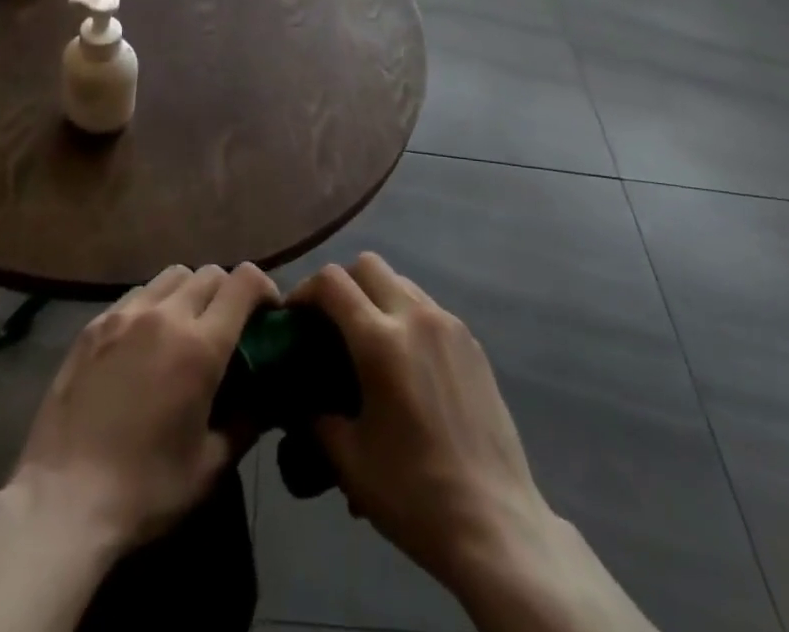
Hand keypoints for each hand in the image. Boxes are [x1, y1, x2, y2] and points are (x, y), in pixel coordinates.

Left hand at [10, 261, 278, 554]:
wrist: (62, 501)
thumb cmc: (144, 490)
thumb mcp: (210, 467)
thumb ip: (247, 422)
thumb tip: (267, 397)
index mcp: (201, 345)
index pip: (244, 282)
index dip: (264, 288)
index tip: (268, 312)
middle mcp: (166, 315)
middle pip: (210, 273)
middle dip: (228, 292)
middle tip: (228, 327)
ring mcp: (125, 315)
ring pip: (172, 276)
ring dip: (189, 293)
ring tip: (185, 328)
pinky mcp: (94, 325)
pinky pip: (136, 295)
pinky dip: (153, 305)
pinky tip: (144, 341)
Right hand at [288, 254, 552, 592]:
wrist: (495, 524)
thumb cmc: (414, 494)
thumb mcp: (348, 460)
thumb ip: (315, 417)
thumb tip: (299, 399)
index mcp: (380, 341)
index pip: (332, 282)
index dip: (304, 290)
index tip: (293, 316)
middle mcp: (416, 317)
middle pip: (368, 265)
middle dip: (341, 284)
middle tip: (329, 323)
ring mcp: (449, 326)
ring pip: (400, 281)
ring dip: (375, 296)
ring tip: (368, 342)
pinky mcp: (472, 342)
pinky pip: (428, 308)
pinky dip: (406, 316)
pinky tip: (406, 363)